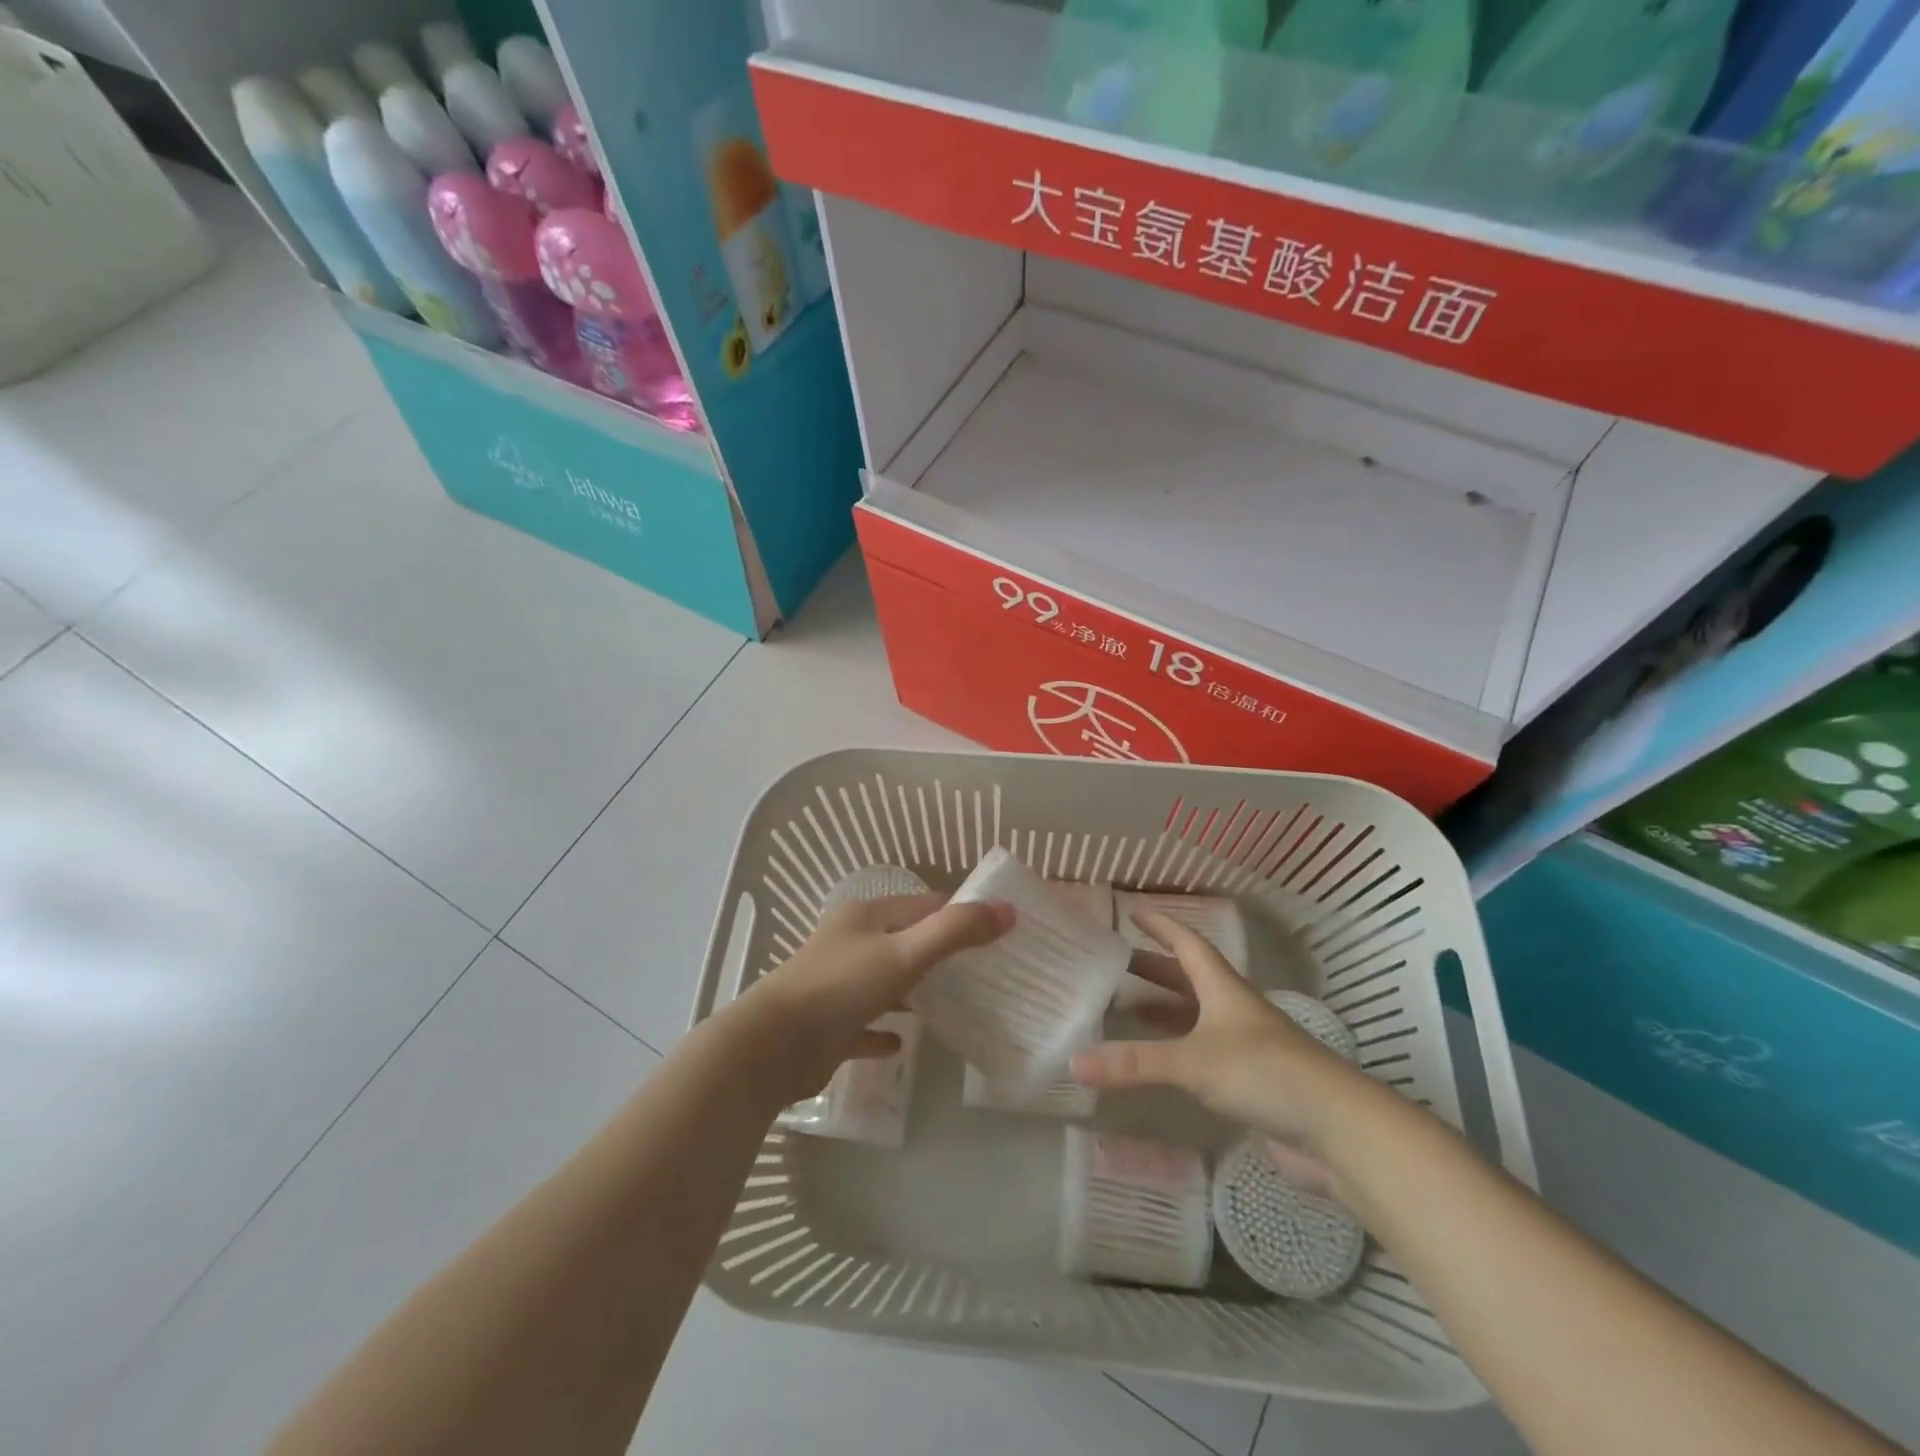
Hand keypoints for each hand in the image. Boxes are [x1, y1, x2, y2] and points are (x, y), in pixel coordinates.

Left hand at [739, 892, 1012, 1103]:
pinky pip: (864, 1023)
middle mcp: (850, 944)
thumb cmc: (842, 986)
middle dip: (940, 953)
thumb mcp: (906, 952)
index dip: (957, 914)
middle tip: (983, 972)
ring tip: (955, 1004)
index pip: (922, 905)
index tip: (994, 932)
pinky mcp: (828, 1025)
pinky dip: (884, 1029)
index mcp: (866, 917)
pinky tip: (903, 1043)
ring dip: (913, 990)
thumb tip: (1007, 910)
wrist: (773, 1046)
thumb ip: (956, 931)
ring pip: (885, 981)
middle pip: (904, 941)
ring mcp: (836, 985)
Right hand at [1071, 910, 1365, 1152]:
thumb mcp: (1193, 1062)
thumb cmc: (1265, 1073)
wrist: (1338, 1131)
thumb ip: (1134, 1063)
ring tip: (1127, 1009)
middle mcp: (1234, 1010)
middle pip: (1189, 978)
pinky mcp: (1252, 1083)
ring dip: (1165, 1010)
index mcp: (1223, 989)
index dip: (1160, 926)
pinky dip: (1178, 1050)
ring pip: (1197, 1017)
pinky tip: (1161, 1063)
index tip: (1132, 912)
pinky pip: (1204, 1054)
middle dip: (1154, 968)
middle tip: (1115, 964)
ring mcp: (1246, 1047)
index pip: (1187, 944)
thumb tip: (1073, 1061)